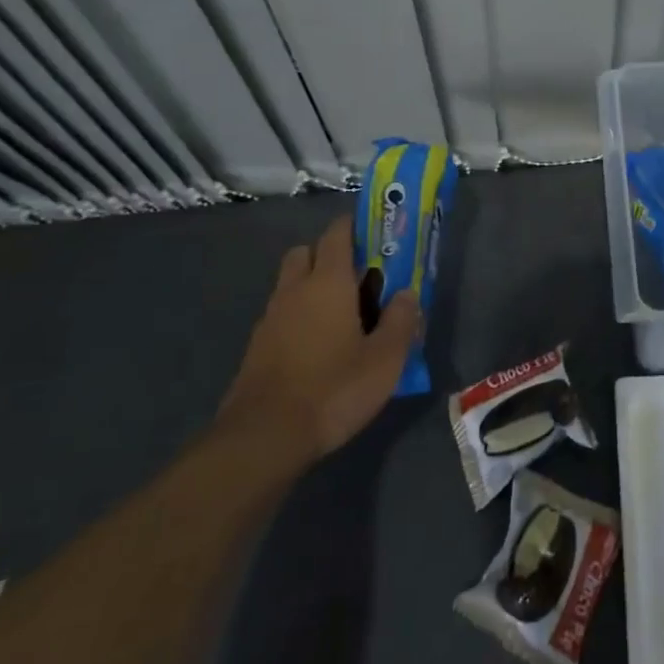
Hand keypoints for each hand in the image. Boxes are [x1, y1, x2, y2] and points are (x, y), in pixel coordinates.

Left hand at [215, 217, 420, 463]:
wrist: (264, 437)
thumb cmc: (333, 389)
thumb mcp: (385, 360)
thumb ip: (401, 321)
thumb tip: (406, 294)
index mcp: (328, 281)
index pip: (337, 233)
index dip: (355, 226)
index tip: (375, 235)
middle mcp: (295, 289)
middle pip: (306, 251)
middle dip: (329, 254)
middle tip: (357, 278)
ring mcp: (270, 318)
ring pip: (291, 283)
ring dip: (312, 287)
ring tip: (342, 316)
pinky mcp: (257, 347)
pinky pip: (281, 314)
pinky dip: (298, 317)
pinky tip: (318, 346)